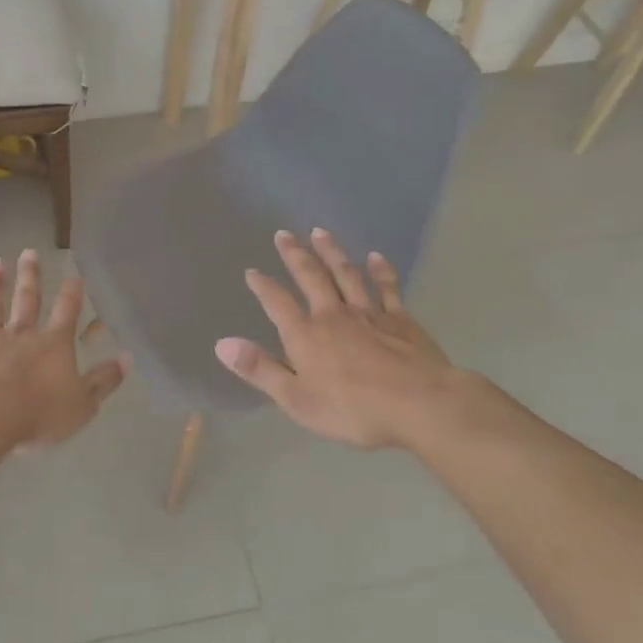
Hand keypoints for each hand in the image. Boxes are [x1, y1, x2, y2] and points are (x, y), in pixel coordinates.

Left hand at [0, 250, 128, 452]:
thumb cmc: (38, 413)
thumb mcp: (82, 404)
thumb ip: (104, 381)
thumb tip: (127, 358)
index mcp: (53, 345)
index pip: (67, 312)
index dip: (72, 293)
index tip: (74, 274)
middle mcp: (21, 334)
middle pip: (27, 299)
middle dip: (30, 276)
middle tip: (29, 252)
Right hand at [216, 228, 486, 451]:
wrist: (420, 405)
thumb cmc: (353, 410)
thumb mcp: (297, 399)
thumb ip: (260, 369)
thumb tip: (221, 344)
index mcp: (306, 335)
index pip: (277, 302)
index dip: (263, 286)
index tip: (252, 271)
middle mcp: (333, 315)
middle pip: (311, 277)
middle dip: (295, 255)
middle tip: (284, 234)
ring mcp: (369, 313)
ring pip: (346, 274)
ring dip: (332, 252)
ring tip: (320, 232)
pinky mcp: (401, 319)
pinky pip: (387, 288)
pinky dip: (381, 271)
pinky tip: (375, 257)